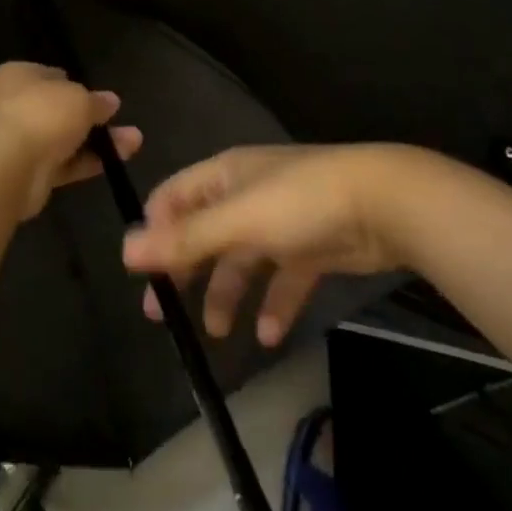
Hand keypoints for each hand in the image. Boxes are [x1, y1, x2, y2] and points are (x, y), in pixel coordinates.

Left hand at [0, 62, 141, 220]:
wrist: (7, 167)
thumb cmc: (41, 114)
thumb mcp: (79, 98)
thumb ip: (96, 101)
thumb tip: (110, 101)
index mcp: (18, 76)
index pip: (50, 75)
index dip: (76, 84)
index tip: (100, 96)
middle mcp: (14, 105)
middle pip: (59, 109)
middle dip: (91, 116)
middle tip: (120, 119)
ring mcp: (20, 141)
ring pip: (65, 138)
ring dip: (98, 141)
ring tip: (134, 142)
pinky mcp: (28, 173)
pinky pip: (63, 164)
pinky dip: (87, 162)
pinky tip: (116, 161)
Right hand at [121, 144, 440, 346]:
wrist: (386, 204)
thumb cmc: (301, 202)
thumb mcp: (239, 218)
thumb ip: (185, 237)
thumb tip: (125, 250)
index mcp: (225, 175)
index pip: (174, 197)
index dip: (154, 231)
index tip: (140, 274)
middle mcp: (248, 194)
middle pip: (204, 233)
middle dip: (184, 270)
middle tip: (162, 314)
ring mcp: (282, 221)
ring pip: (242, 260)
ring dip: (228, 294)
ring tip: (218, 333)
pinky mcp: (312, 247)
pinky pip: (283, 278)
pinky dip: (274, 304)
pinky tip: (271, 335)